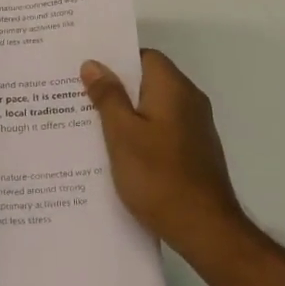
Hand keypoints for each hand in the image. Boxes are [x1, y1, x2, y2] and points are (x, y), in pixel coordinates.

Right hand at [82, 49, 251, 260]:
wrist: (205, 229)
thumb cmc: (158, 176)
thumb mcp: (122, 134)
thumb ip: (108, 97)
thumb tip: (94, 64)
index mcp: (173, 88)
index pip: (144, 56)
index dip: (115, 60)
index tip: (86, 71)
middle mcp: (189, 100)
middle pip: (148, 81)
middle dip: (115, 88)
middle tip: (78, 96)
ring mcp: (195, 128)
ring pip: (153, 108)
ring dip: (126, 113)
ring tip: (90, 124)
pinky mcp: (194, 151)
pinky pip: (162, 130)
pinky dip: (140, 134)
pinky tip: (117, 152)